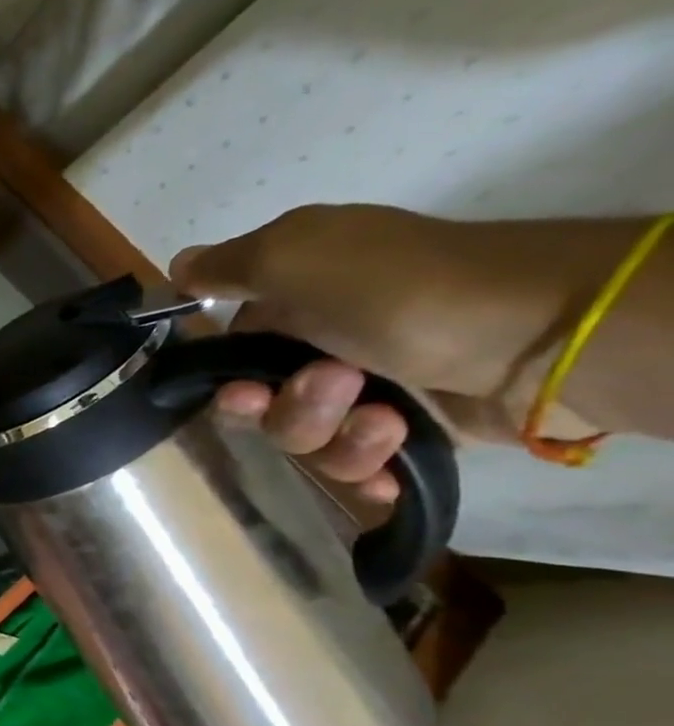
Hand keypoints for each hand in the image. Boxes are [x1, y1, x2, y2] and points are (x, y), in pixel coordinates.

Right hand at [170, 204, 592, 501]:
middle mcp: (325, 344)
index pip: (231, 352)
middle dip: (285, 411)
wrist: (546, 330)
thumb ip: (228, 267)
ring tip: (385, 417)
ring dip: (334, 436)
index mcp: (297, 301)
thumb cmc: (402, 288)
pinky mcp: (410, 429)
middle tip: (331, 388)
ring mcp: (369, 389)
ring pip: (305, 440)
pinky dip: (365, 469)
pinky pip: (356, 465)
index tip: (240, 390)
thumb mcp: (297, 256)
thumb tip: (177, 267)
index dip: (225, 378)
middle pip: (261, 405)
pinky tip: (385, 468)